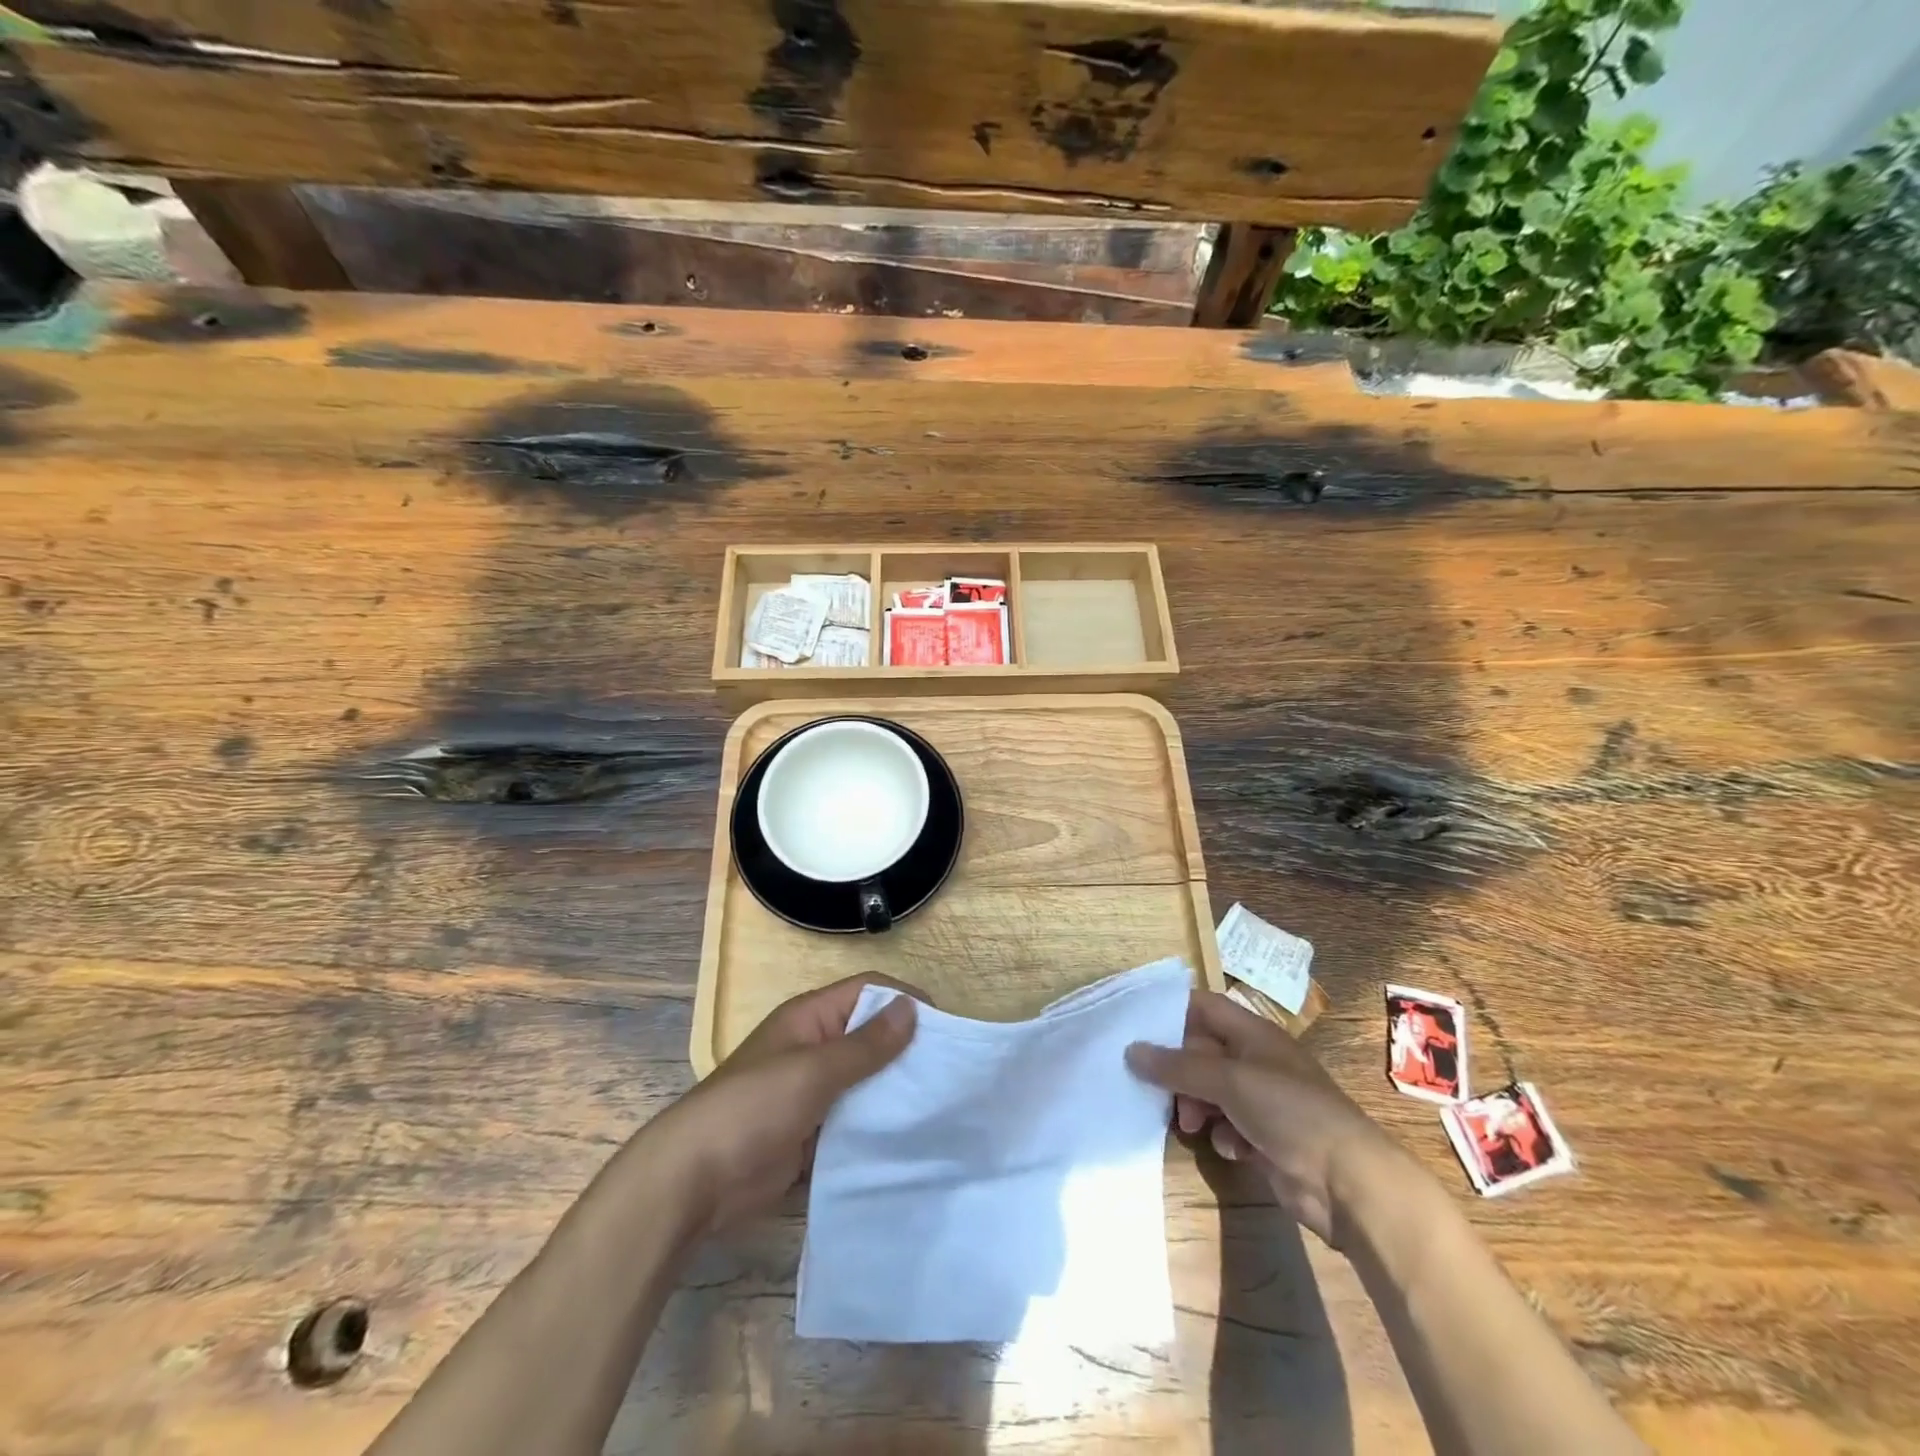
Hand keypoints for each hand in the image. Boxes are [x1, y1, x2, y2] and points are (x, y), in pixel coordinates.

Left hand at [647, 975, 919, 1234]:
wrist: (694, 1182)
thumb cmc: (752, 1108)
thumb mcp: (813, 1071)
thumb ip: (865, 1045)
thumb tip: (912, 1008)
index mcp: (810, 1018)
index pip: (866, 991)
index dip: (903, 999)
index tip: (945, 1025)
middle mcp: (814, 1048)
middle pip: (869, 1036)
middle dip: (906, 1047)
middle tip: (950, 1069)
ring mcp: (812, 1093)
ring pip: (865, 1081)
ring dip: (894, 1089)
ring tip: (940, 1103)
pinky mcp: (812, 1134)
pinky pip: (854, 1120)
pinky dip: (878, 1125)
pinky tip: (910, 1139)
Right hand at [1127, 991, 1414, 1248]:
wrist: (1348, 1182)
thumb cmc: (1290, 1111)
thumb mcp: (1229, 1080)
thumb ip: (1178, 1066)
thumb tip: (1131, 1051)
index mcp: (1253, 1034)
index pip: (1204, 1007)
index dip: (1173, 1012)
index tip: (1137, 1028)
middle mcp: (1256, 1061)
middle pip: (1202, 1051)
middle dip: (1178, 1070)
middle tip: (1155, 1089)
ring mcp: (1263, 1101)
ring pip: (1211, 1092)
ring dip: (1195, 1105)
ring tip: (1191, 1125)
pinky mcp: (1266, 1139)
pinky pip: (1228, 1126)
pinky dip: (1222, 1135)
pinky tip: (1229, 1148)